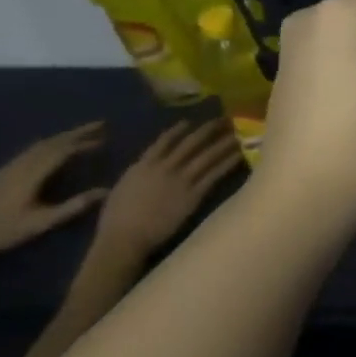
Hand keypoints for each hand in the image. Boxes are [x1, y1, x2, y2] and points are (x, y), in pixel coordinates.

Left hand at [0, 122, 108, 259]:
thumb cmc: (5, 231)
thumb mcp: (41, 222)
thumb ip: (73, 206)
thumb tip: (106, 191)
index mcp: (31, 175)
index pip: (62, 151)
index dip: (84, 144)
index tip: (104, 140)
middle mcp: (20, 166)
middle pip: (52, 142)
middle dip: (77, 132)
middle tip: (100, 124)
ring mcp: (9, 168)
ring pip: (40, 144)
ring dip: (63, 136)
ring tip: (82, 133)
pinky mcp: (3, 172)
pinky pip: (30, 150)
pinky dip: (48, 143)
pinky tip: (53, 146)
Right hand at [93, 120, 243, 262]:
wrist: (124, 238)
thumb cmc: (116, 219)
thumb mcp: (122, 188)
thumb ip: (137, 174)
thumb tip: (146, 166)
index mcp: (143, 166)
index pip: (163, 142)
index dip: (178, 130)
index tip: (190, 121)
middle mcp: (165, 168)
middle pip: (191, 143)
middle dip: (209, 129)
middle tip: (225, 119)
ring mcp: (181, 180)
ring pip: (207, 156)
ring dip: (224, 143)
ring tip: (238, 134)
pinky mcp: (193, 194)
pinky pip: (215, 174)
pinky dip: (228, 163)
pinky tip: (239, 155)